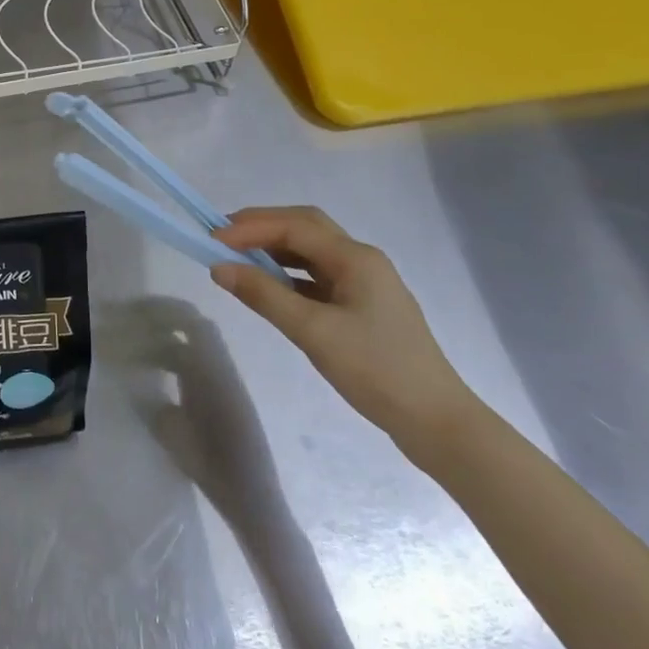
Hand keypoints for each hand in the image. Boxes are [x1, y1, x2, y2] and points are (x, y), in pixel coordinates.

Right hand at [211, 207, 478, 454]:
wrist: (436, 422)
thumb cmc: (376, 370)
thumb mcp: (313, 332)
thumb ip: (264, 296)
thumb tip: (219, 268)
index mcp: (355, 258)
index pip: (293, 226)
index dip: (249, 228)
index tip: (212, 240)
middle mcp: (361, 260)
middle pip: (304, 227)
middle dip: (262, 227)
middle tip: (222, 238)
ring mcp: (365, 283)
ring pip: (311, 252)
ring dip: (274, 249)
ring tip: (238, 259)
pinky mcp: (363, 307)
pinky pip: (317, 276)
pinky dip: (288, 274)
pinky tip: (269, 287)